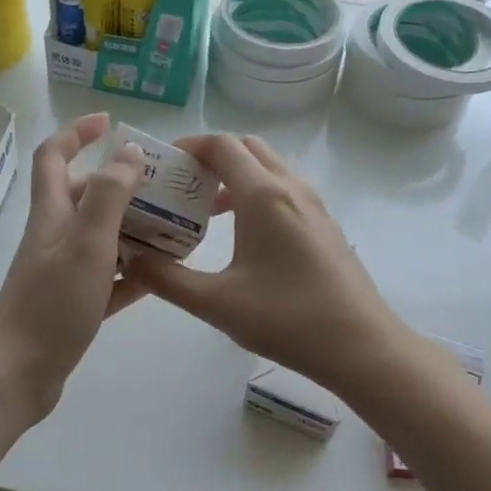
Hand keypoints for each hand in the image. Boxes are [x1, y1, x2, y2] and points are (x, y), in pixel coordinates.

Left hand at [0, 113, 143, 420]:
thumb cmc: (52, 305)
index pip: (54, 157)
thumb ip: (109, 196)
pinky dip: (133, 272)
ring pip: (101, 239)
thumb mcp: (86, 244)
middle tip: (163, 185)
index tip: (109, 122)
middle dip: (120, 184)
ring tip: (175, 227)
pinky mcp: (74, 306)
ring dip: (133, 229)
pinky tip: (163, 274)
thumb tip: (128, 152)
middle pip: (84, 198)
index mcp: (51, 216)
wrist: (21, 373)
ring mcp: (63, 274)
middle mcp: (54, 239)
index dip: (77, 133)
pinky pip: (109, 280)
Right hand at [123, 133, 409, 395]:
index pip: (221, 145)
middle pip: (248, 149)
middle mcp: (292, 189)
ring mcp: (315, 207)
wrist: (359, 345)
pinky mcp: (327, 228)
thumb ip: (166, 279)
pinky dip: (259, 197)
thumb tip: (130, 259)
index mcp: (263, 195)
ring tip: (207, 213)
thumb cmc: (285, 319)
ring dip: (237, 178)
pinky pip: (286, 194)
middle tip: (182, 187)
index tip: (162, 165)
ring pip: (271, 171)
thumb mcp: (215, 303)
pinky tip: (245, 239)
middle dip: (212, 158)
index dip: (188, 146)